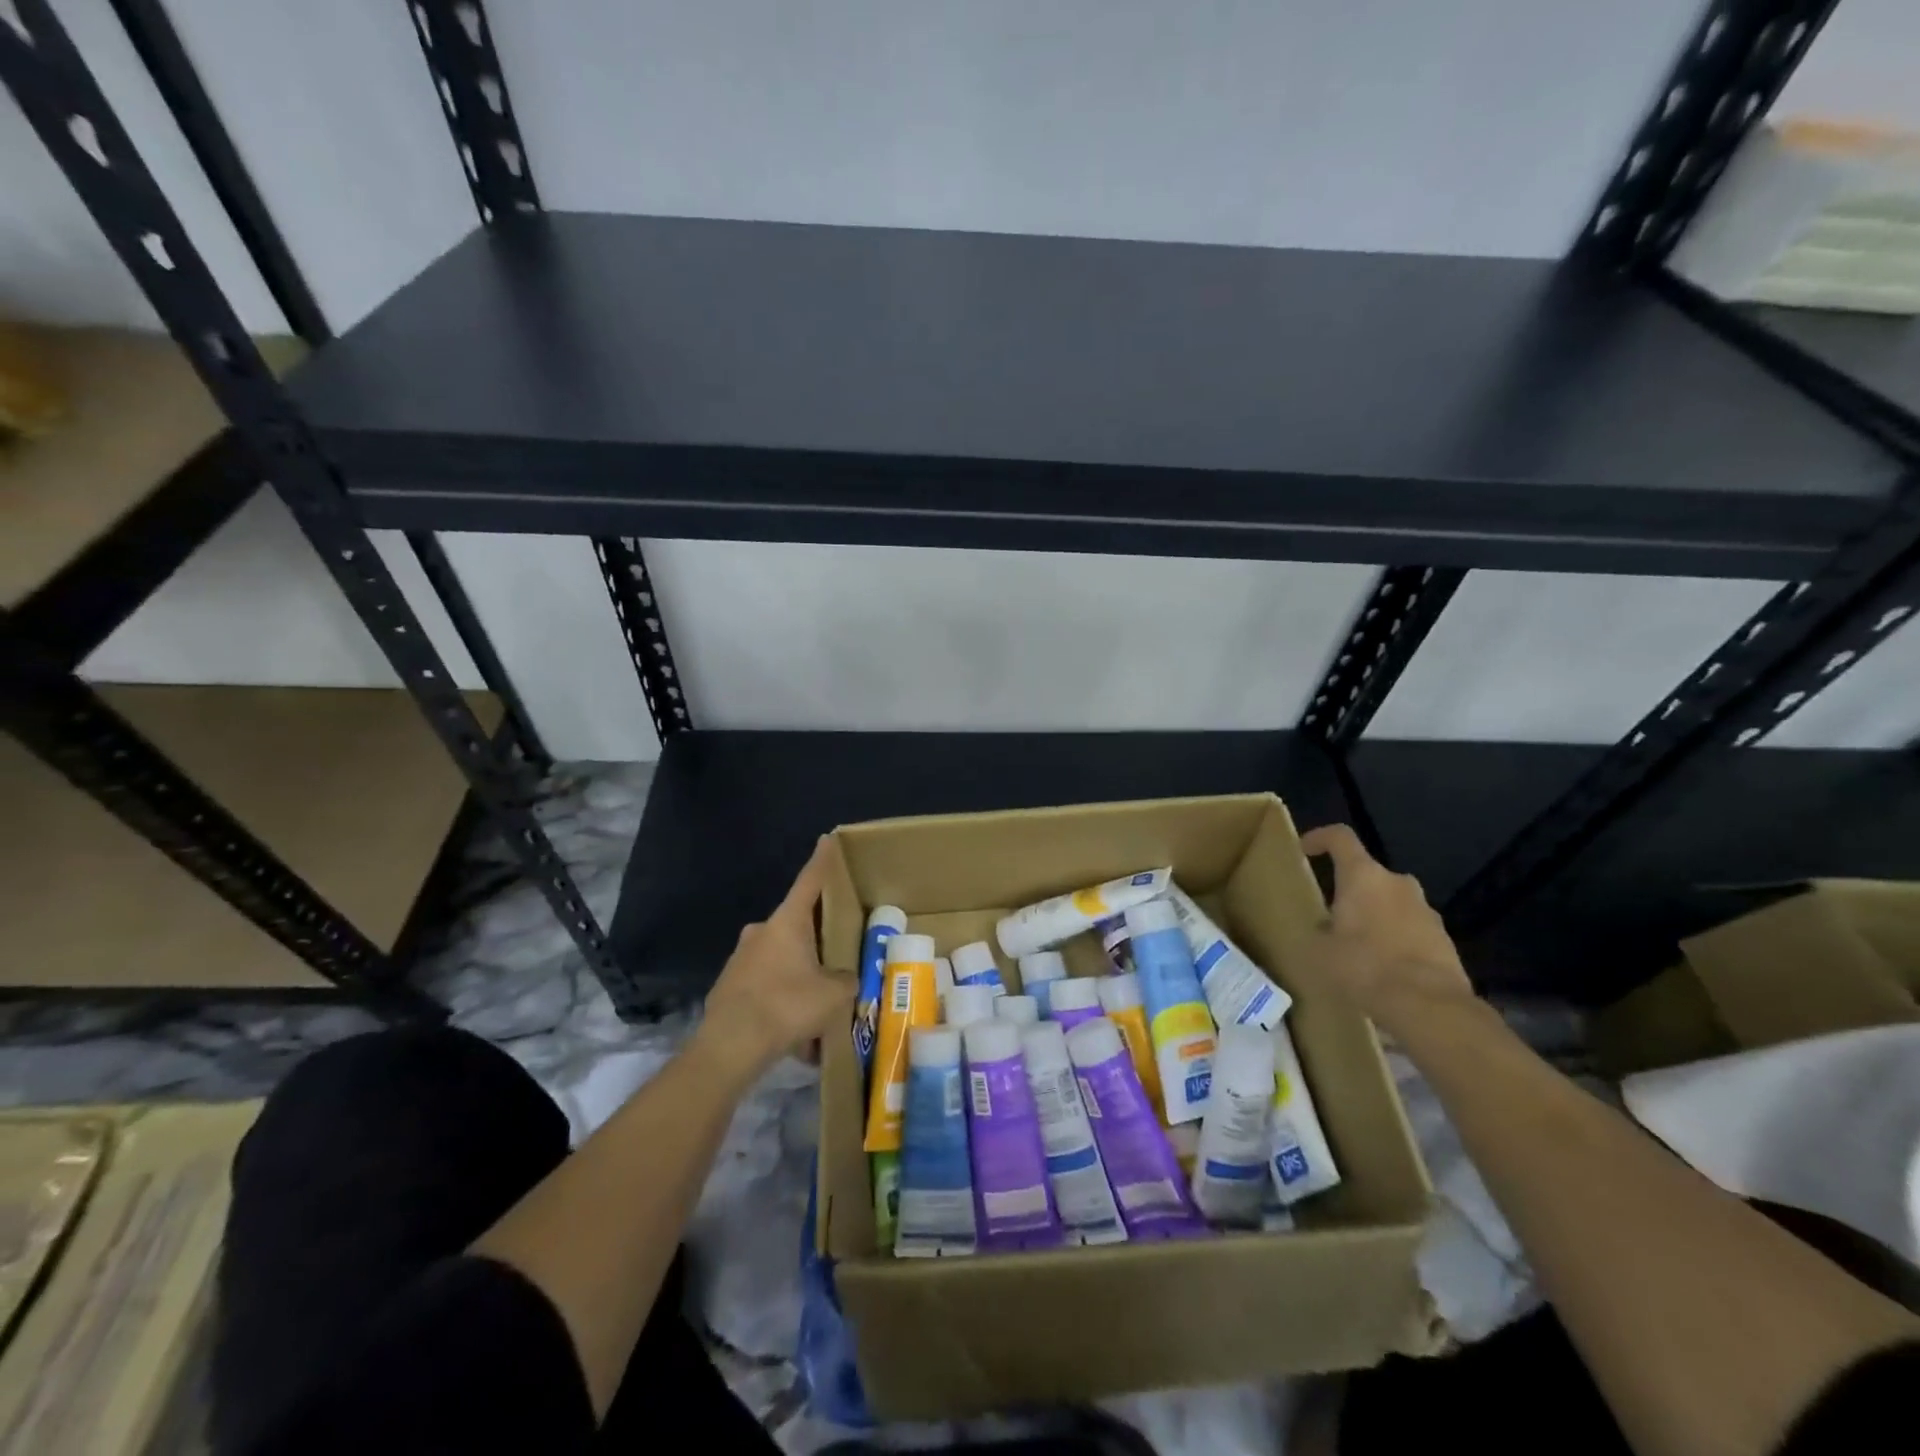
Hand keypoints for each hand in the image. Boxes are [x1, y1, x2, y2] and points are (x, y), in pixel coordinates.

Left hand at [696, 838, 853, 1087]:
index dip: (822, 860)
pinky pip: (765, 985)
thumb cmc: (787, 1005)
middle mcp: (761, 931)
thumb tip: (847, 979)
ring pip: (781, 958)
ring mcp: (741, 958)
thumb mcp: (834, 994)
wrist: (730, 1045)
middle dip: (816, 939)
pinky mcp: (729, 985)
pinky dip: (782, 999)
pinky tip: (795, 1033)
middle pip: (796, 925)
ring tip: (818, 1009)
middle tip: (837, 956)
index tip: (827, 839)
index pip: (810, 881)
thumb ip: (847, 980)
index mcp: (788, 922)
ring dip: (799, 974)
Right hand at [1298, 824, 1473, 1035]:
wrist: (1429, 1006)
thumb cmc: (1364, 966)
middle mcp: (1397, 883)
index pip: (1340, 838)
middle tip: (1332, 915)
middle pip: (1368, 874)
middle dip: (1350, 890)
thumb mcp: (1319, 950)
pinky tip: (1383, 968)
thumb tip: (1323, 927)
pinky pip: (1410, 928)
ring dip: (1374, 916)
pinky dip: (1395, 939)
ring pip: (1391, 902)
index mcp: (1363, 876)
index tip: (1305, 849)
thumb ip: (1318, 930)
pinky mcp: (1444, 938)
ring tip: (1357, 947)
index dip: (1320, 837)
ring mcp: (1426, 910)